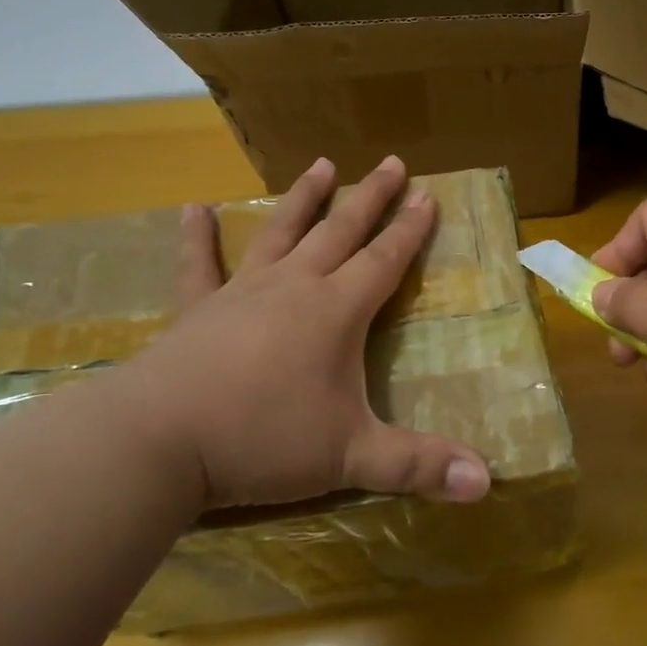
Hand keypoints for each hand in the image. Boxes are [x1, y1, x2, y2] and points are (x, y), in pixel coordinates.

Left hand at [104, 156, 492, 511]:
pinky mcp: (198, 309)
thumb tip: (487, 483)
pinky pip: (199, 265)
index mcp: (336, 311)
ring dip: (305, 198)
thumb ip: (419, 465)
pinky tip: (192, 208)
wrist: (159, 440)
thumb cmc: (262, 440)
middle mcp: (295, 287)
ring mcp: (242, 292)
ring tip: (322, 164)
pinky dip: (197, 237)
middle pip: (341, 231)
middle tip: (391, 162)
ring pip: (281, 232)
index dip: (411, 229)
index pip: (385, 260)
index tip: (428, 195)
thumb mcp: (350, 457)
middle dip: (371, 197)